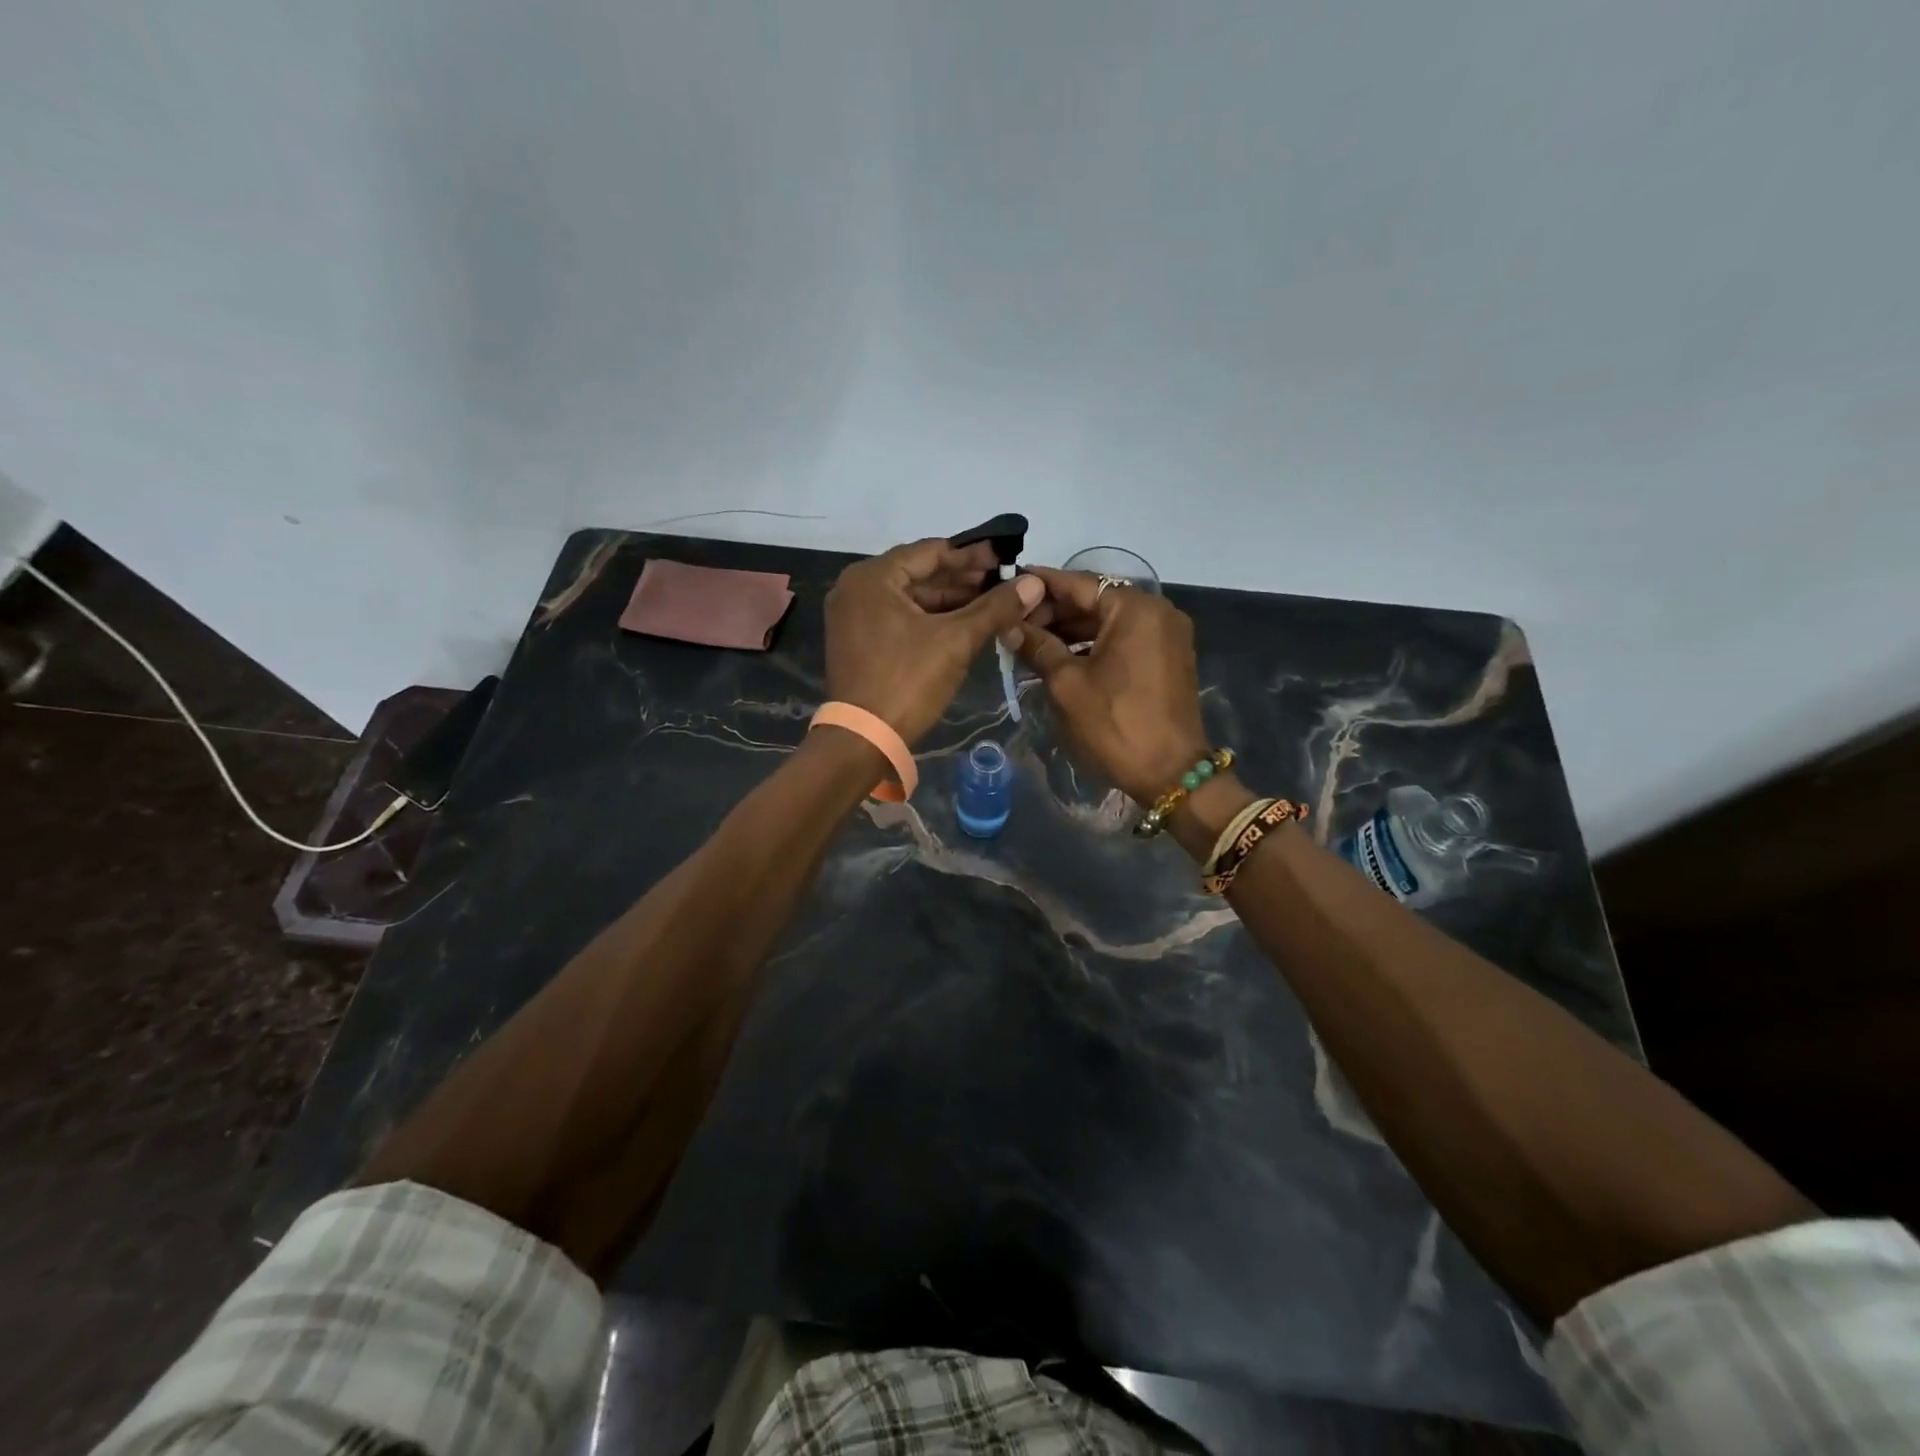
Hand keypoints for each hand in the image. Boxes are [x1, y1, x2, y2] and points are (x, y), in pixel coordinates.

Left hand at [825, 538, 1044, 743]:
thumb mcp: (956, 641)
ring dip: (950, 601)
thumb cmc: (907, 682)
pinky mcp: (857, 640)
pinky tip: (963, 624)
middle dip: (963, 580)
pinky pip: (899, 617)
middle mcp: (856, 588)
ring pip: (910, 597)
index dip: (973, 555)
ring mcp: (853, 615)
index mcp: (872, 577)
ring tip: (991, 604)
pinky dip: (930, 619)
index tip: (1005, 558)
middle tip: (1003, 583)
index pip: (931, 552)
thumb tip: (1034, 583)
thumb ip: (995, 608)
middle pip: (919, 573)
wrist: (863, 740)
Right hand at [1002, 566, 1208, 804]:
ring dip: (1072, 629)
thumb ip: (1037, 646)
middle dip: (1055, 610)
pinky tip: (1062, 656)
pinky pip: (1125, 639)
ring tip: (1031, 641)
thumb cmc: (1114, 723)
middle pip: (1096, 600)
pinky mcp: (1168, 659)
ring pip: (1109, 621)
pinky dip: (1094, 644)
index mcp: (1135, 609)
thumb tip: (1009, 625)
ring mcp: (1167, 636)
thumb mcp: (1067, 684)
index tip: (1011, 580)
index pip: (1079, 584)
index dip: (1041, 584)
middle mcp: (1157, 612)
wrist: (1170, 773)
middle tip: (1015, 621)